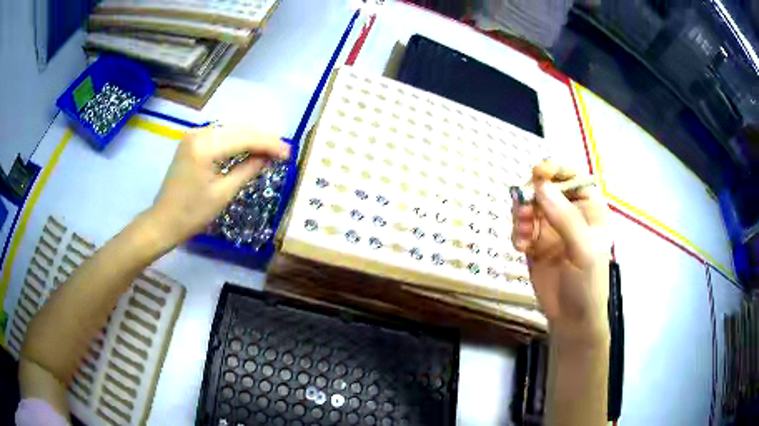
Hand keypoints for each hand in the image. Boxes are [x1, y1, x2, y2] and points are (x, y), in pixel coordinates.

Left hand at [147, 124, 289, 245]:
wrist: (164, 221)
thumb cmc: (192, 214)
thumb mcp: (224, 194)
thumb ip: (248, 170)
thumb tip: (269, 157)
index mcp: (205, 147)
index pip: (245, 138)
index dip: (269, 144)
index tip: (289, 153)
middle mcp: (199, 133)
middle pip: (239, 129)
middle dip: (263, 138)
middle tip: (284, 151)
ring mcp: (194, 134)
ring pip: (231, 129)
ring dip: (252, 138)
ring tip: (272, 149)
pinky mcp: (192, 140)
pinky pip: (221, 134)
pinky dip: (237, 140)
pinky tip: (250, 147)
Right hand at [511, 160, 610, 343]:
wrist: (571, 319)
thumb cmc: (587, 283)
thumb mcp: (583, 250)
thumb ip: (564, 218)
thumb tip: (540, 186)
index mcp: (589, 209)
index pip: (573, 177)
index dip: (556, 169)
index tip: (537, 172)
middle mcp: (569, 213)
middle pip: (545, 188)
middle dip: (531, 197)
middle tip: (523, 211)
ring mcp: (550, 227)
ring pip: (529, 206)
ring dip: (521, 216)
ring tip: (523, 237)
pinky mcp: (535, 242)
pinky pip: (520, 227)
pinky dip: (517, 234)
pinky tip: (521, 249)